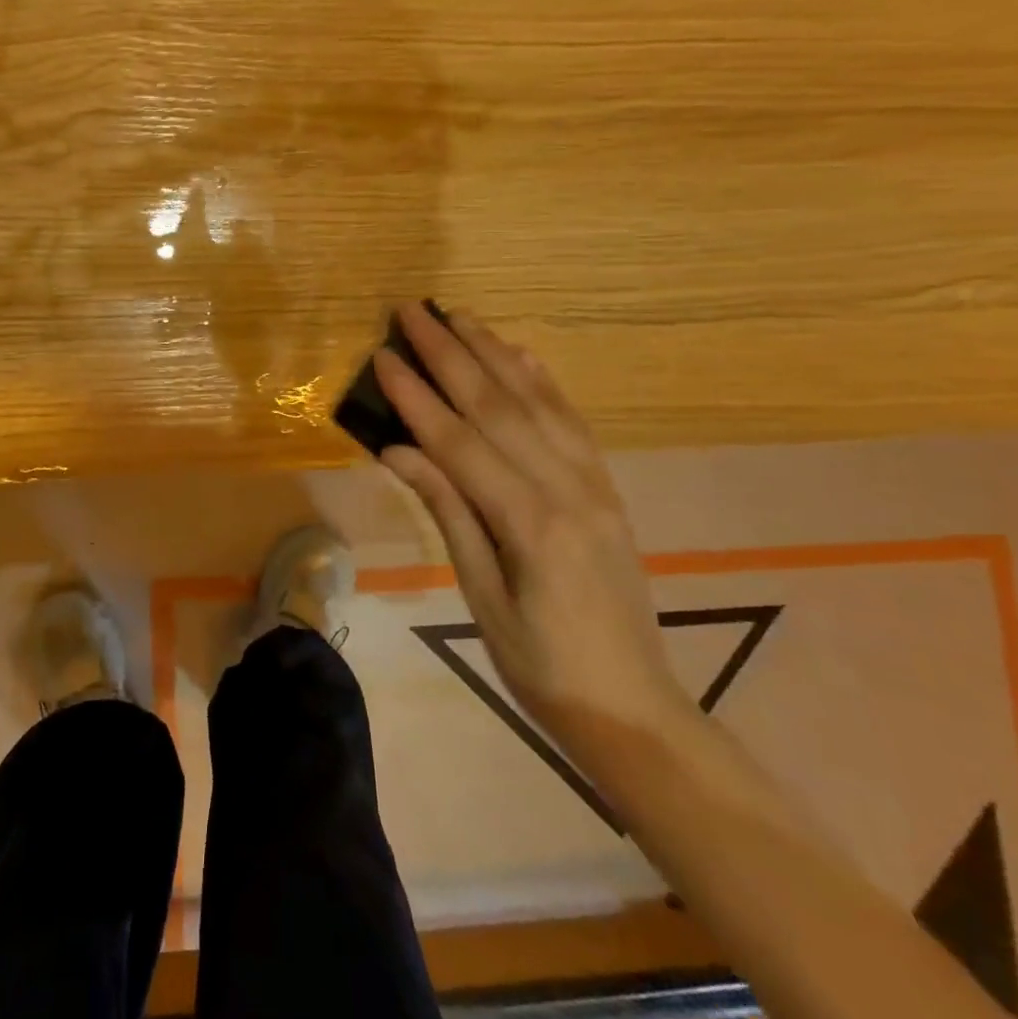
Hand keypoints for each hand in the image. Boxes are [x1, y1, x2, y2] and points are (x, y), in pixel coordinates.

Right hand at [375, 303, 690, 753]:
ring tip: (458, 315)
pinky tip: (518, 353)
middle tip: (412, 311)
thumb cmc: (541, 666)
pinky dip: (541, 380)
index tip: (383, 354)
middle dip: (449, 353)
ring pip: (536, 401)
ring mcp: (594, 484)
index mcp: (530, 524)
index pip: (459, 442)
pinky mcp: (606, 487)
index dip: (416, 396)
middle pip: (498, 406)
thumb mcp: (481, 597)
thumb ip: (448, 513)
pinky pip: (571, 420)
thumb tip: (398, 450)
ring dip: (492, 352)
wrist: (634, 707)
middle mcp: (567, 489)